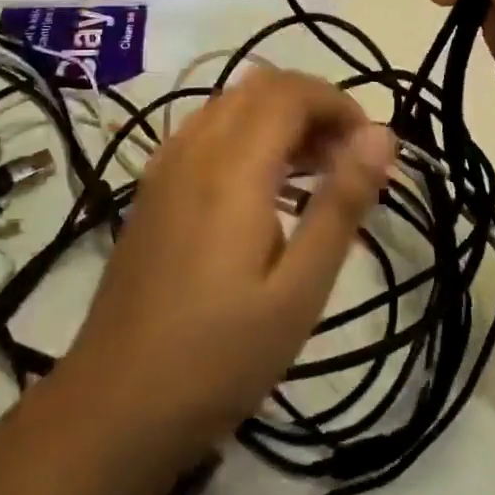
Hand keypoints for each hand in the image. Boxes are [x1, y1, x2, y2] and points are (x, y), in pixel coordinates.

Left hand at [51, 67, 394, 481]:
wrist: (113, 407)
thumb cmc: (219, 357)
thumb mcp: (299, 290)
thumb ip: (340, 204)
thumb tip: (381, 134)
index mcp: (232, 168)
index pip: (291, 92)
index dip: (339, 103)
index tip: (370, 147)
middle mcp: (193, 150)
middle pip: (260, 88)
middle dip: (313, 107)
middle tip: (347, 161)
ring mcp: (164, 167)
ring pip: (230, 105)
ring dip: (279, 119)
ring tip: (315, 174)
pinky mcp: (151, 190)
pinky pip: (205, 132)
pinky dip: (246, 135)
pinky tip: (262, 190)